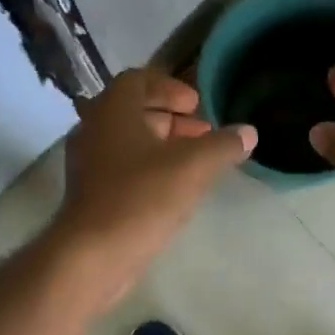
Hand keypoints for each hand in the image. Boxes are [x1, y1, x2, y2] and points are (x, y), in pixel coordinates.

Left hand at [51, 68, 255, 306]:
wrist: (93, 254)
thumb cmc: (141, 198)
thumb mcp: (192, 168)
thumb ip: (222, 146)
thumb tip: (248, 132)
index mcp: (112, 110)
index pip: (139, 80)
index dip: (171, 88)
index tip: (197, 105)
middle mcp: (93, 130)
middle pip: (133, 112)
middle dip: (171, 119)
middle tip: (203, 134)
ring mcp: (87, 164)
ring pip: (127, 143)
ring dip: (160, 146)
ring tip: (194, 163)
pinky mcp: (88, 195)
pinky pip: (120, 169)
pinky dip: (146, 169)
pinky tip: (172, 191)